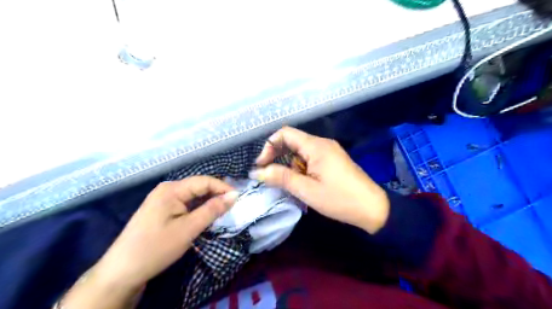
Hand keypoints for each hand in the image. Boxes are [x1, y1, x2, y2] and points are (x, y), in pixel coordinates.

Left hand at [59, 176, 237, 308]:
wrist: (122, 272)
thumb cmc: (156, 248)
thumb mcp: (188, 229)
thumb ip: (212, 210)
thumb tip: (234, 195)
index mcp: (171, 189)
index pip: (204, 181)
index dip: (223, 188)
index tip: (239, 199)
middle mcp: (167, 189)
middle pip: (198, 186)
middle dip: (216, 194)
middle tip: (233, 206)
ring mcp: (163, 199)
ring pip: (193, 195)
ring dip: (208, 202)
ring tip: (223, 211)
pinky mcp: (162, 210)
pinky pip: (185, 203)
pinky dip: (198, 209)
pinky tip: (206, 216)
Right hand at [252, 127, 389, 232]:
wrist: (372, 208)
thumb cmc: (339, 199)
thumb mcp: (307, 190)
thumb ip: (281, 178)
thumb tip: (257, 171)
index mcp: (316, 146)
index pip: (285, 133)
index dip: (269, 146)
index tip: (262, 165)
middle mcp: (322, 143)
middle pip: (292, 141)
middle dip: (278, 156)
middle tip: (270, 175)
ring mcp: (329, 151)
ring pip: (300, 151)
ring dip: (290, 164)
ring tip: (290, 183)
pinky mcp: (333, 160)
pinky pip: (310, 158)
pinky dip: (301, 167)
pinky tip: (303, 182)